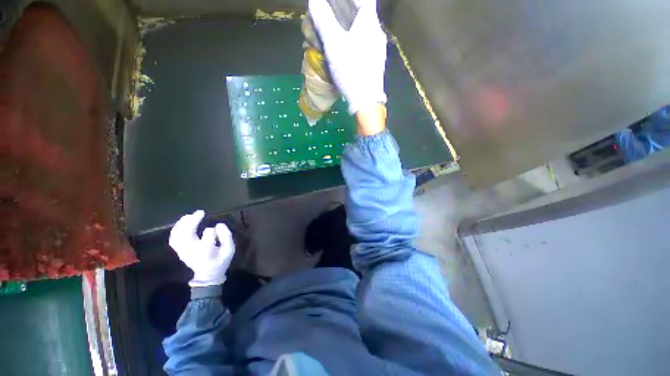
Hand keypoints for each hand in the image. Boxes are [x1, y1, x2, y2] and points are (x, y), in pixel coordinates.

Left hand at [169, 210, 234, 286]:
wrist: (208, 274)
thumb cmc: (221, 260)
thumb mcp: (230, 249)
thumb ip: (226, 236)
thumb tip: (219, 224)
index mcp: (207, 251)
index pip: (208, 234)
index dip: (213, 229)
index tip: (218, 228)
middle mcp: (192, 251)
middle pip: (187, 234)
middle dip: (192, 221)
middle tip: (200, 212)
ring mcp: (183, 251)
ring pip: (177, 236)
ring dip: (182, 224)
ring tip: (189, 215)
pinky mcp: (179, 251)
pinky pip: (173, 238)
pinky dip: (176, 229)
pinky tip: (182, 222)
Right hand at [309, 0, 387, 114]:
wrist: (366, 101)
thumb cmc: (351, 71)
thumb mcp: (334, 44)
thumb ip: (324, 20)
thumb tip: (315, 0)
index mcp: (370, 23)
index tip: (335, 3)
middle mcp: (377, 33)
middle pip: (362, 14)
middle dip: (344, 13)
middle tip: (329, 20)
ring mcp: (378, 49)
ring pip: (363, 31)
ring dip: (348, 29)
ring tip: (334, 37)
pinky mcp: (376, 63)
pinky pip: (364, 45)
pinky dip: (354, 43)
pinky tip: (345, 54)